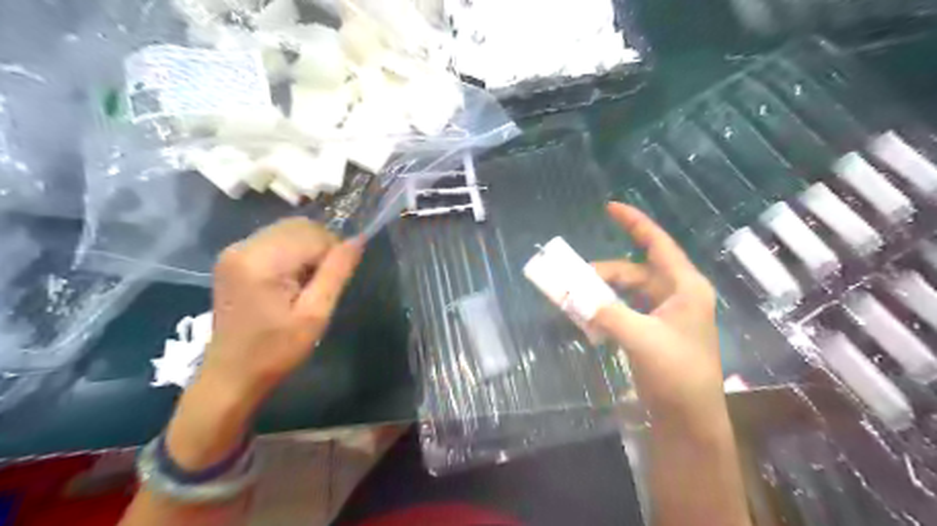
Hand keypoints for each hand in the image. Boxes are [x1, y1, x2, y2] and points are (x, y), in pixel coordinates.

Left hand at [205, 219, 361, 401]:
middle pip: (300, 226)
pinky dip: (292, 252)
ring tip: (305, 283)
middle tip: (320, 283)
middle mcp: (244, 246)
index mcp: (261, 261)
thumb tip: (358, 240)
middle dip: (320, 248)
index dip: (333, 254)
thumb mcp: (315, 314)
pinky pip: (275, 239)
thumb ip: (337, 273)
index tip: (330, 284)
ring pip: (289, 230)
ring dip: (307, 249)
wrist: (231, 374)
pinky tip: (289, 280)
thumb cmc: (276, 350)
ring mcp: (235, 249)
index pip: (314, 234)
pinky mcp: (233, 257)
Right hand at [593, 201, 722, 427]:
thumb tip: (574, 294)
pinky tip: (589, 319)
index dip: (634, 223)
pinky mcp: (653, 330)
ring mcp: (664, 313)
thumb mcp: (641, 338)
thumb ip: (606, 312)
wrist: (689, 419)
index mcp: (685, 287)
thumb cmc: (677, 374)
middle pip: (634, 270)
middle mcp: (676, 294)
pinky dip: (606, 311)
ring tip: (576, 300)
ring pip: (627, 291)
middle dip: (603, 273)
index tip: (610, 207)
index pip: (657, 244)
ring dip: (602, 294)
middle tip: (572, 278)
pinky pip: (624, 310)